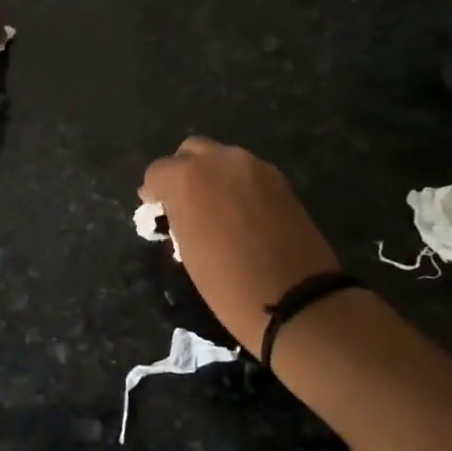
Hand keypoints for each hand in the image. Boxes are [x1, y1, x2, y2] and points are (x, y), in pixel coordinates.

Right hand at [141, 138, 340, 355]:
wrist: (297, 299)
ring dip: (213, 175)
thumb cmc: (228, 283)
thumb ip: (178, 215)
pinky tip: (243, 212)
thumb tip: (174, 205)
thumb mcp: (187, 250)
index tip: (157, 209)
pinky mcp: (279, 179)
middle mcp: (219, 160)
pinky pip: (248, 172)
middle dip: (183, 170)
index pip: (157, 171)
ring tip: (217, 207)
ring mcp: (253, 166)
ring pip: (222, 158)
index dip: (154, 190)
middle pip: (191, 151)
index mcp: (187, 178)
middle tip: (185, 201)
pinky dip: (239, 184)